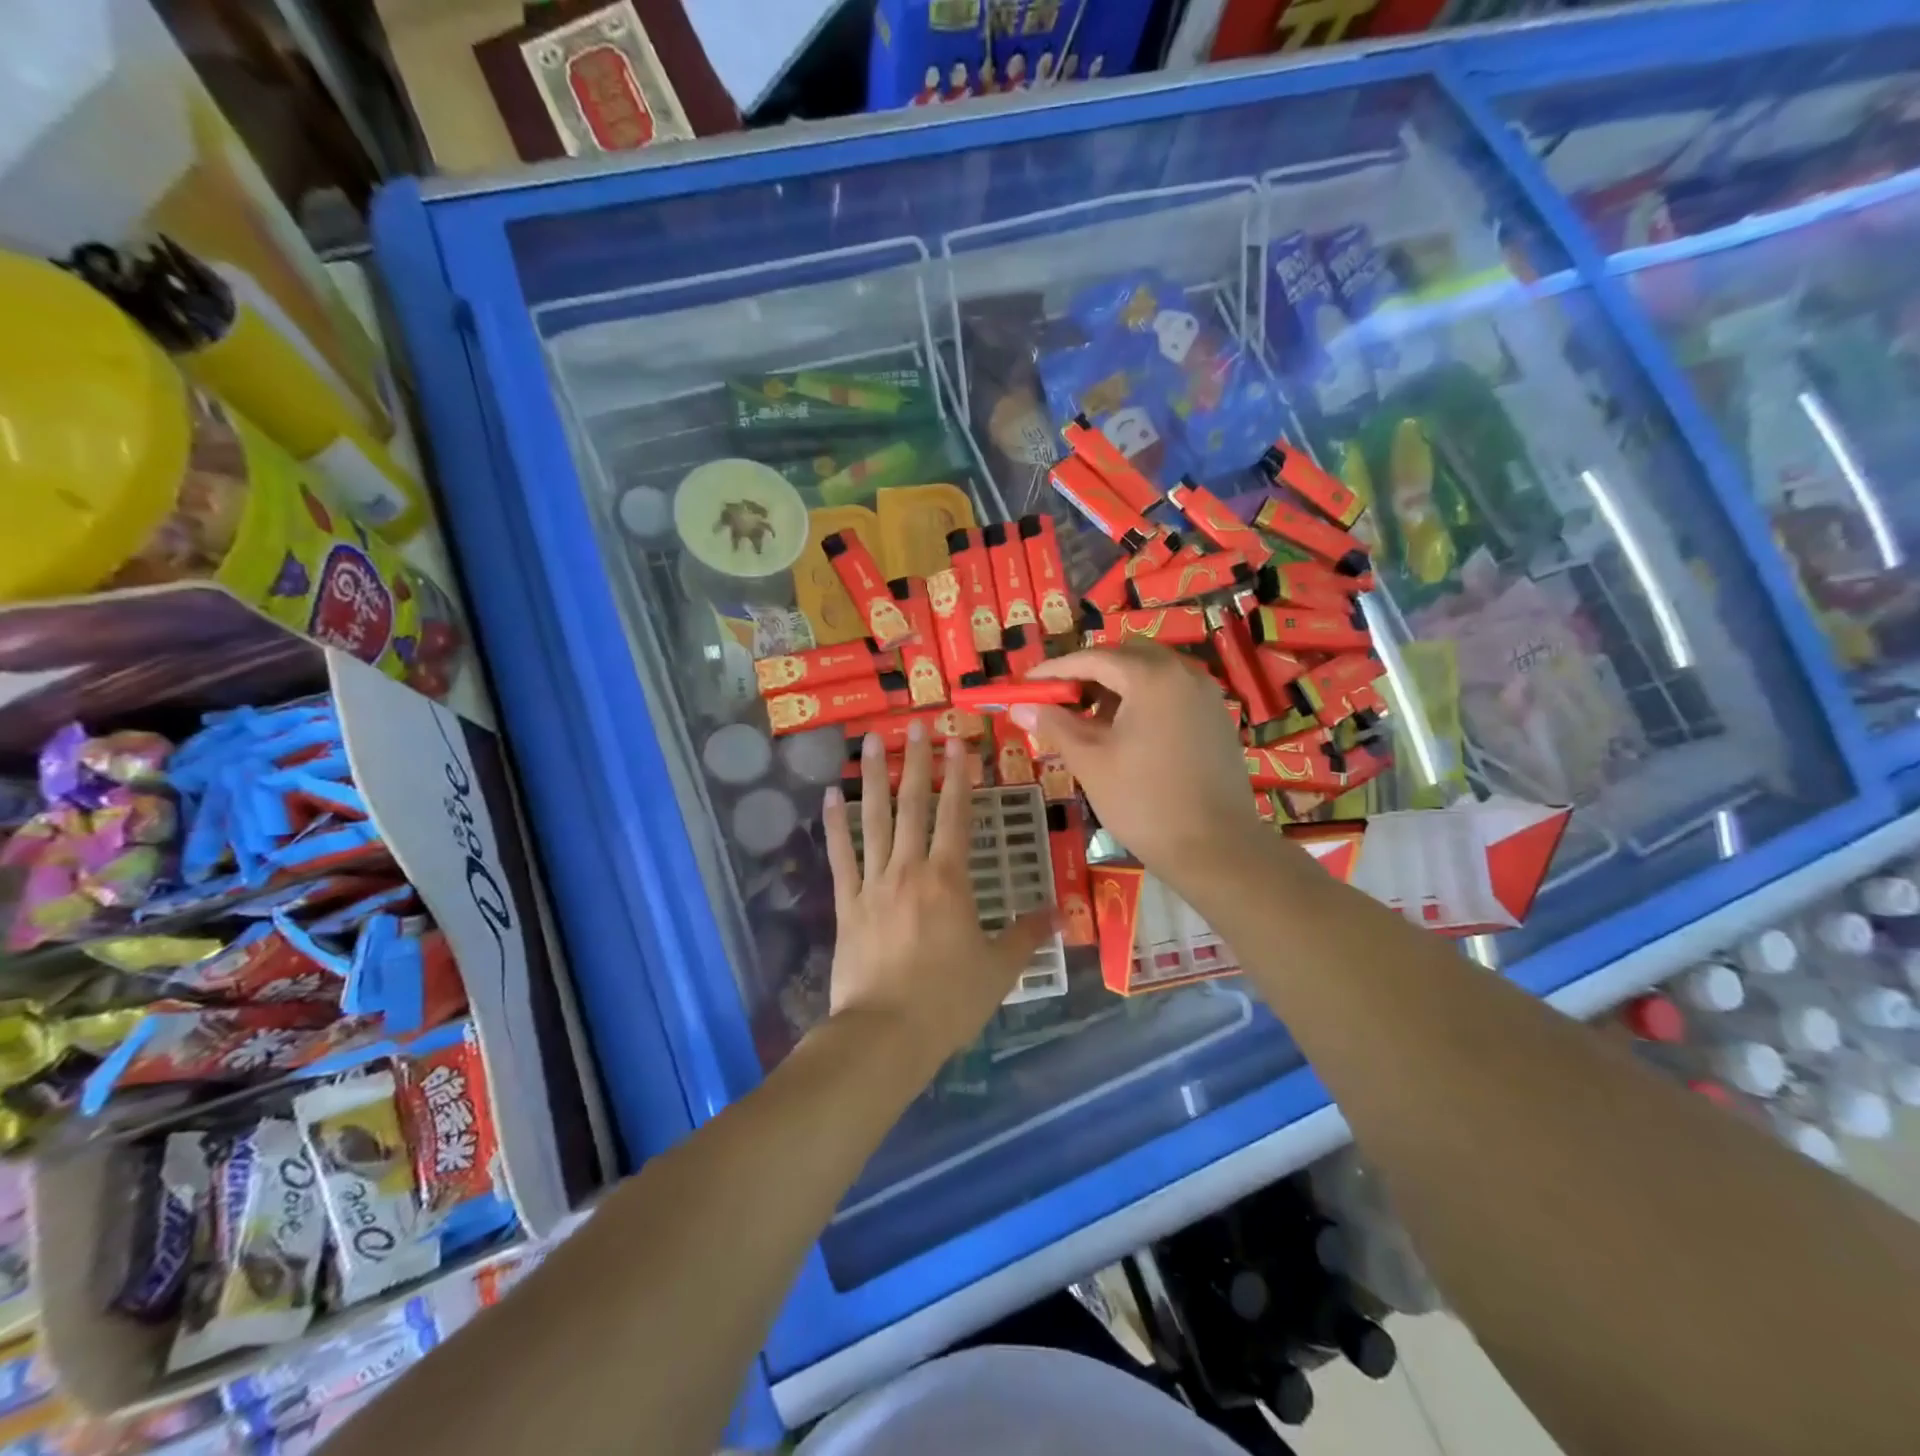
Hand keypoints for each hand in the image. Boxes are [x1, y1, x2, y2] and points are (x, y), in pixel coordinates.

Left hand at [821, 723, 1052, 1072]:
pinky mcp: (847, 904)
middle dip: (916, 762)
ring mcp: (873, 883)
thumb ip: (1026, 936)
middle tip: (914, 725)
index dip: (959, 775)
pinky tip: (829, 795)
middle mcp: (909, 869)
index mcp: (949, 879)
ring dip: (872, 778)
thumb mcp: (999, 969)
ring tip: (868, 741)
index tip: (957, 741)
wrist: (885, 1034)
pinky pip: (841, 855)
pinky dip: (834, 824)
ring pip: (873, 820)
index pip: (956, 814)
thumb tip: (1059, 914)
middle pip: (913, 805)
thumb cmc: (948, 1001)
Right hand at [1013, 644, 1269, 888]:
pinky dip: (1143, 701)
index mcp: (1152, 677)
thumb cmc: (1143, 802)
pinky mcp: (1215, 719)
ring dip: (1117, 687)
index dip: (1055, 670)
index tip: (1026, 684)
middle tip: (1060, 700)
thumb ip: (1055, 726)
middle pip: (1126, 656)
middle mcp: (1184, 673)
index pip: (1093, 658)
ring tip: (1090, 722)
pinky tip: (1126, 734)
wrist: (1215, 848)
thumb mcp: (1090, 761)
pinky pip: (1171, 693)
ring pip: (1151, 674)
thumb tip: (1020, 706)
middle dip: (1089, 672)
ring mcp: (1205, 695)